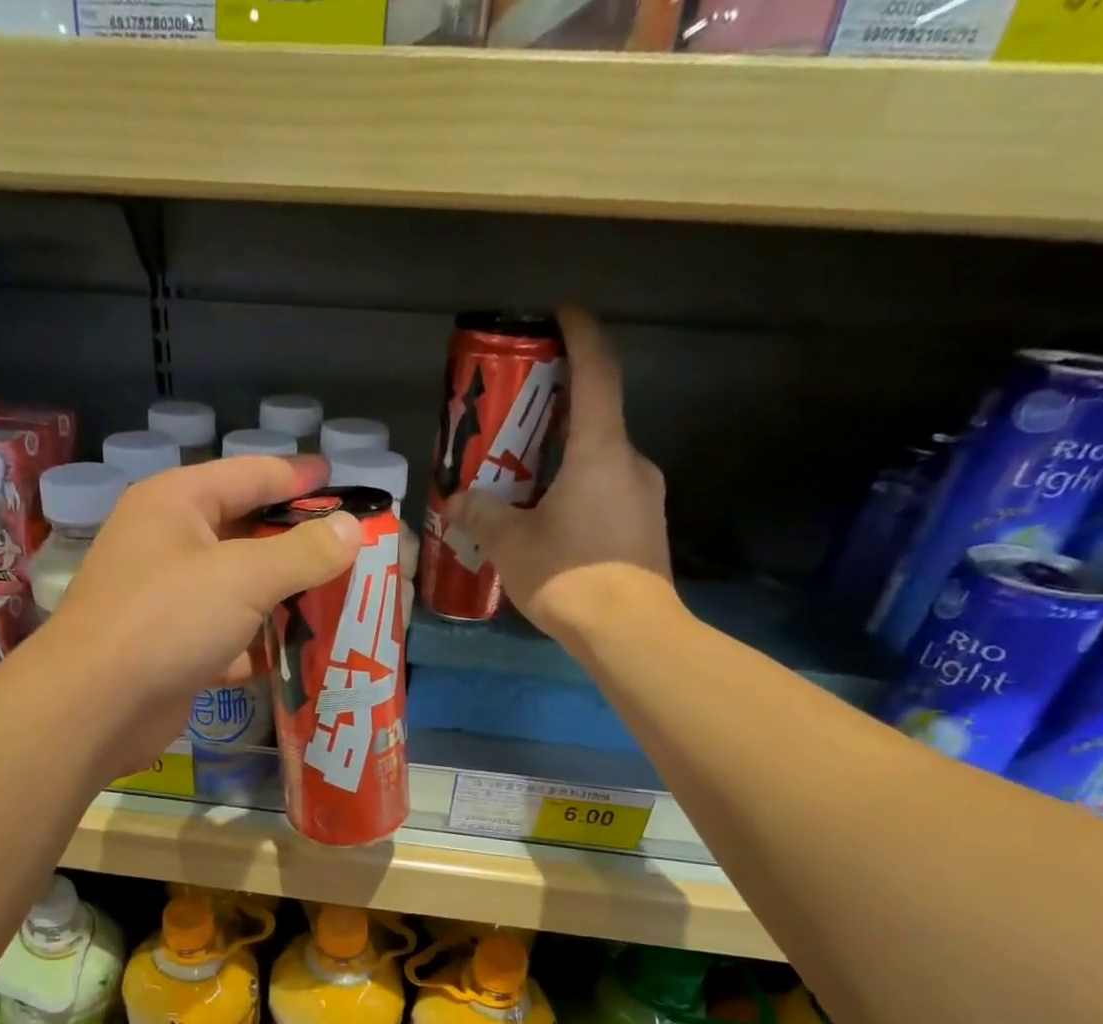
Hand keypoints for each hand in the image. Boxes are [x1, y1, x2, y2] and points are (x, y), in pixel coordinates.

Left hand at [48, 453, 361, 771]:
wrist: (94, 707)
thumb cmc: (167, 620)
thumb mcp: (244, 577)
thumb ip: (303, 552)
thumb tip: (352, 529)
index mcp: (177, 503)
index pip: (251, 474)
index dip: (300, 478)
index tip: (344, 484)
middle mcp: (168, 542)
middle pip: (246, 531)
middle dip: (298, 543)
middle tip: (353, 552)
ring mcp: (167, 598)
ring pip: (239, 588)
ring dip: (283, 597)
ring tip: (339, 601)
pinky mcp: (171, 647)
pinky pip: (227, 634)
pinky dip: (258, 643)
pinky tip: (297, 653)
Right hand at [449, 305, 676, 639]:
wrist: (629, 632)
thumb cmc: (569, 575)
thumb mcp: (511, 544)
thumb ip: (482, 515)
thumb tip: (457, 500)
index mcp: (600, 450)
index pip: (597, 371)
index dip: (581, 334)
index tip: (561, 314)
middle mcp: (630, 462)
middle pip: (596, 417)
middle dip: (559, 409)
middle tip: (518, 418)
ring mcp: (645, 495)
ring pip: (601, 460)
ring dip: (566, 457)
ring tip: (525, 478)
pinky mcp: (645, 526)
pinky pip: (607, 491)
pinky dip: (579, 489)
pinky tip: (551, 520)